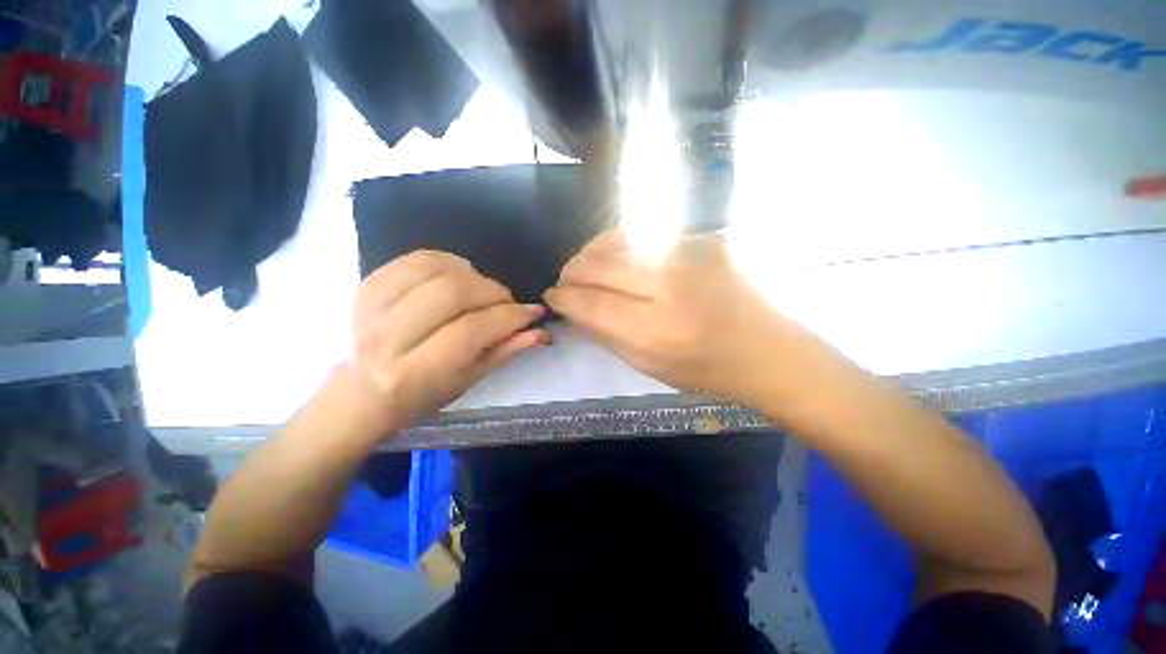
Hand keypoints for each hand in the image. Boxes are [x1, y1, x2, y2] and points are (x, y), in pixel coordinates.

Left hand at [343, 251, 549, 438]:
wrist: (363, 391)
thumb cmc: (423, 395)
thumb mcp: (469, 381)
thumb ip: (504, 351)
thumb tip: (539, 330)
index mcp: (414, 373)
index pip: (471, 331)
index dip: (509, 316)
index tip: (533, 311)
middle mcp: (387, 338)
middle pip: (451, 293)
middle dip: (492, 291)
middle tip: (506, 301)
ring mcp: (370, 307)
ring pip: (434, 270)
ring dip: (471, 274)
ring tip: (482, 289)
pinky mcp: (366, 285)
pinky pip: (414, 259)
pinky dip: (446, 261)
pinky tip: (458, 274)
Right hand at [545, 229, 816, 406]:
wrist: (765, 350)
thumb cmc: (705, 369)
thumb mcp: (648, 366)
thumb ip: (606, 334)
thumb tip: (573, 309)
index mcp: (658, 332)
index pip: (593, 304)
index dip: (565, 298)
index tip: (552, 296)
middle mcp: (672, 287)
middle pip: (601, 267)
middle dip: (572, 272)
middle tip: (564, 281)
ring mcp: (690, 256)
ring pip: (618, 241)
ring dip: (590, 253)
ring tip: (582, 266)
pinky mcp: (702, 239)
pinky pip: (644, 234)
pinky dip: (618, 243)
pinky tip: (612, 255)